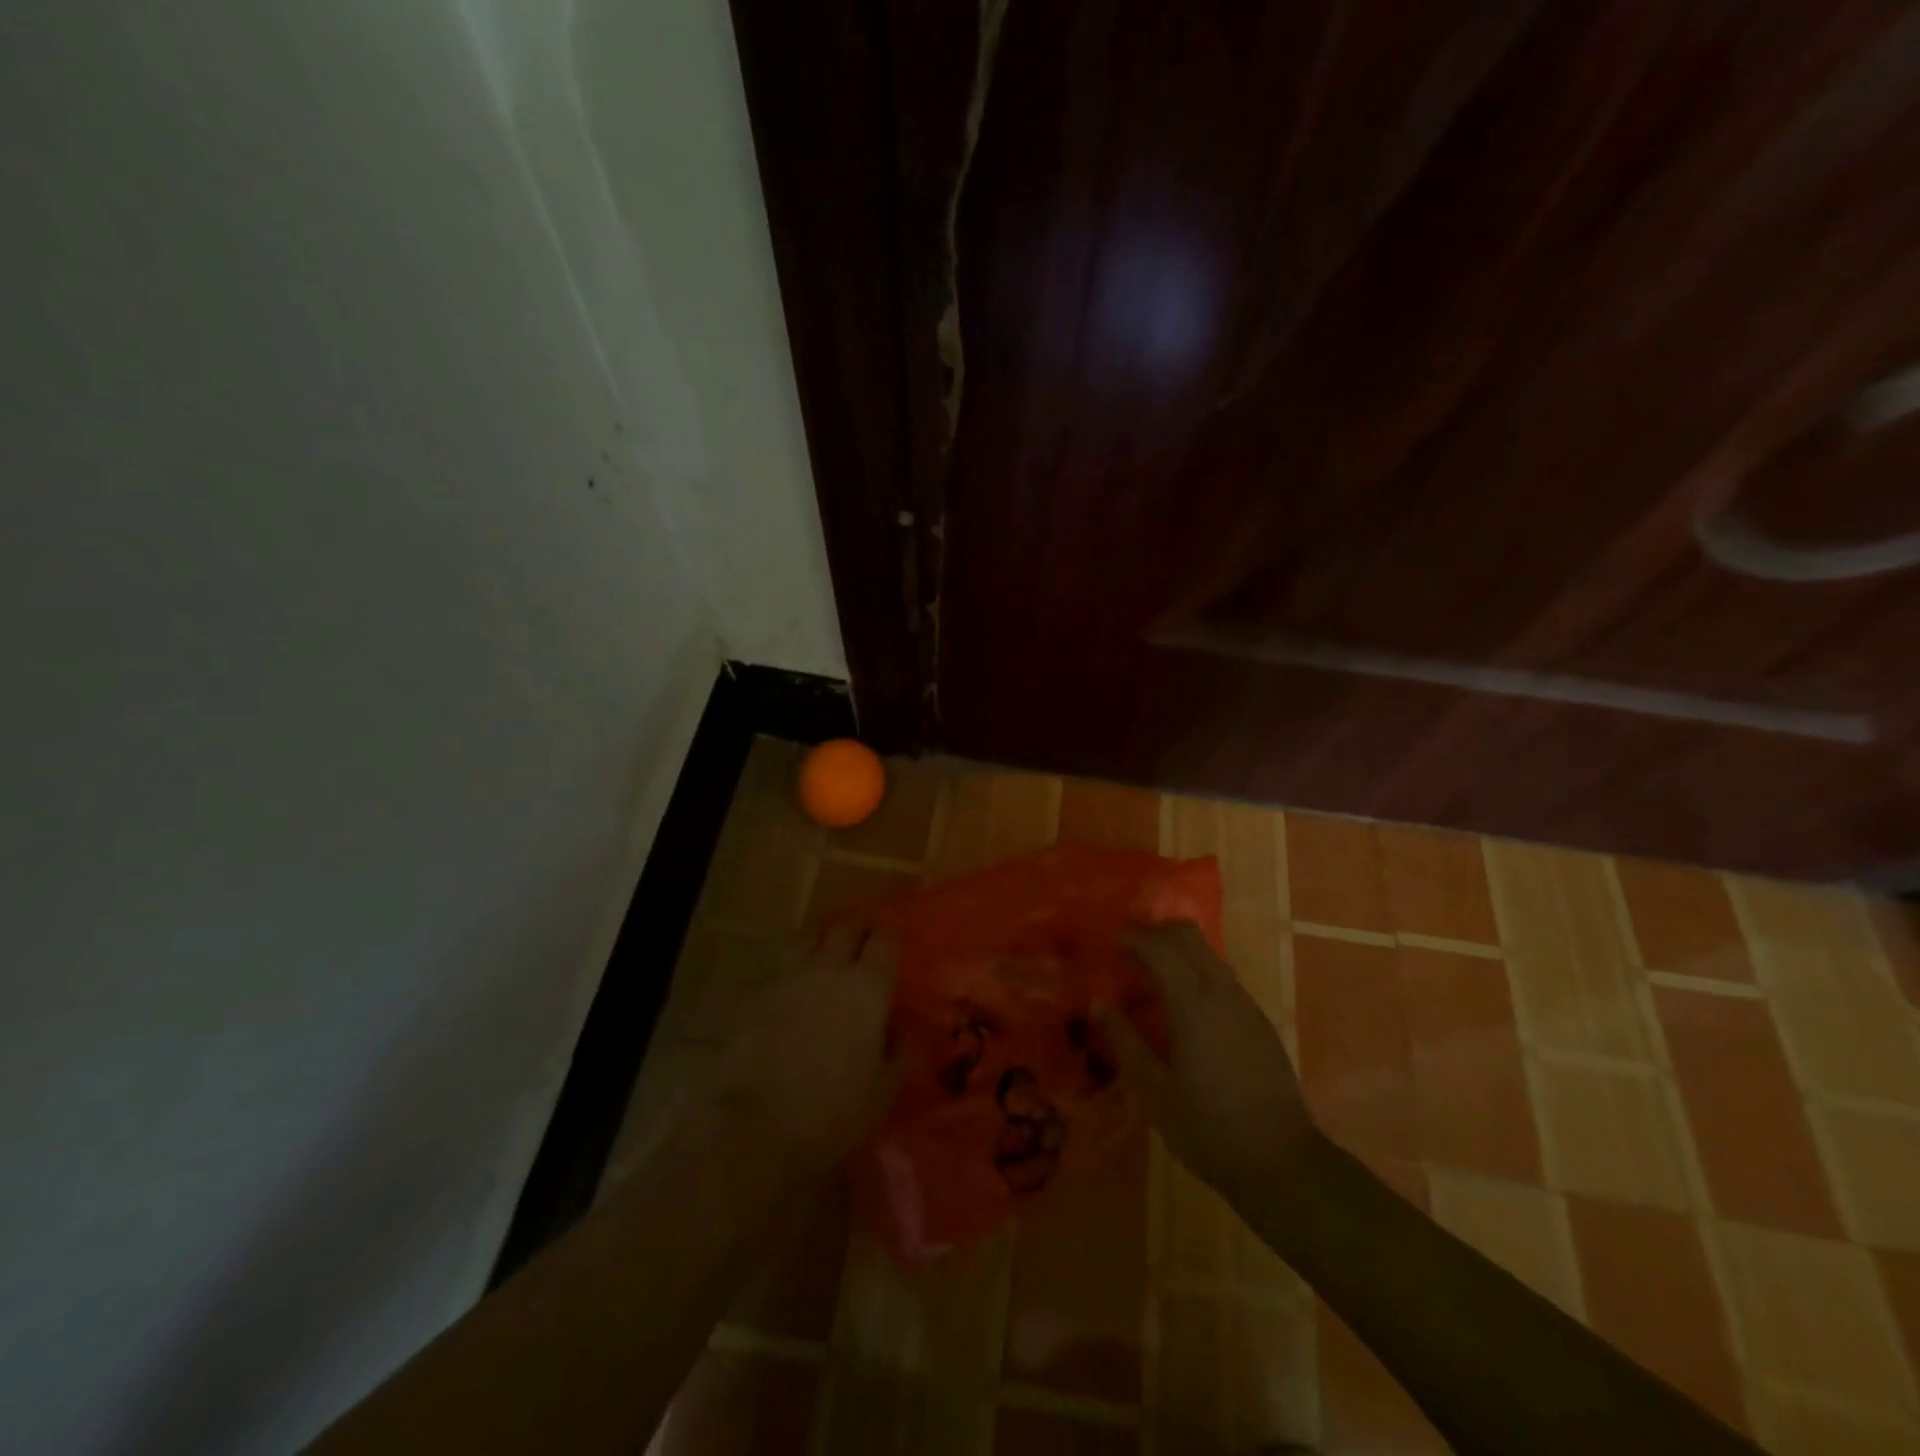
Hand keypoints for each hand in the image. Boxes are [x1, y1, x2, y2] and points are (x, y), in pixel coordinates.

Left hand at [711, 921, 899, 1175]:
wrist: (758, 1126)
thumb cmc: (834, 1111)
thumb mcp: (885, 1090)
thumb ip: (900, 1051)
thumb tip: (903, 1028)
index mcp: (868, 987)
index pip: (884, 940)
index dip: (889, 937)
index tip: (891, 944)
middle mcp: (829, 969)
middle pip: (846, 928)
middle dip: (857, 929)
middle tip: (863, 939)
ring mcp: (788, 977)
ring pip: (806, 938)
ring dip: (819, 940)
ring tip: (822, 953)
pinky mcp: (754, 994)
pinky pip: (777, 970)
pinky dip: (788, 973)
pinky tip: (788, 991)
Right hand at [1097, 921, 1317, 1205]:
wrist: (1282, 1163)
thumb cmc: (1209, 1128)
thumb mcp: (1154, 1091)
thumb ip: (1125, 1041)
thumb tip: (1098, 1003)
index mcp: (1193, 1004)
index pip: (1161, 945)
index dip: (1133, 937)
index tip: (1110, 945)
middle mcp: (1221, 992)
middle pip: (1188, 935)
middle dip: (1155, 932)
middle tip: (1127, 952)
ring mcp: (1245, 1004)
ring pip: (1208, 953)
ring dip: (1176, 951)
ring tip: (1149, 978)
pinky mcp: (1259, 1020)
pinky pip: (1221, 976)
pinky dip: (1195, 971)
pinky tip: (1181, 1007)